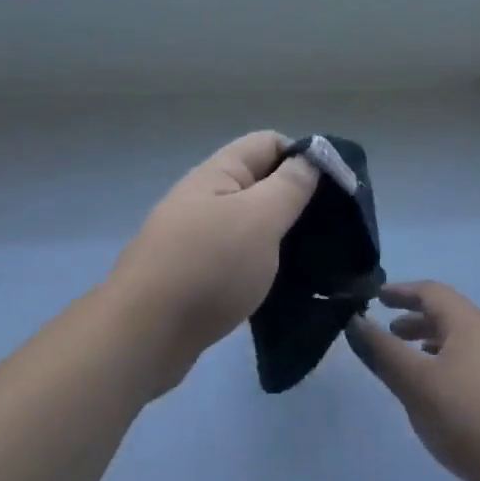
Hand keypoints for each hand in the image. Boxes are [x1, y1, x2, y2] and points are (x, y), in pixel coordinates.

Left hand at [108, 131, 317, 391]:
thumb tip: (313, 156)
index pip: (269, 143)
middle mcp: (206, 198)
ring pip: (252, 224)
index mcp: (218, 174)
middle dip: (298, 200)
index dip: (304, 158)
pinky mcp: (198, 275)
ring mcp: (199, 237)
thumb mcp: (259, 219)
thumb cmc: (208, 268)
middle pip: (261, 183)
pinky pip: (240, 257)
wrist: (144, 336)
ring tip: (318, 259)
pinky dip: (264, 265)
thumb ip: (290, 185)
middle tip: (334, 229)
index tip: (335, 190)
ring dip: (283, 237)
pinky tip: (286, 285)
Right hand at [346, 282, 479, 480]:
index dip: (401, 291)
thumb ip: (383, 352)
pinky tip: (445, 395)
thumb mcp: (416, 384)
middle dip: (416, 320)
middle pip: (450, 315)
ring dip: (434, 344)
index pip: (431, 291)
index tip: (377, 296)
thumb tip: (355, 322)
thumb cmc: (470, 418)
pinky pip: (477, 363)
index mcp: (470, 322)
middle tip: (390, 333)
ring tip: (413, 364)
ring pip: (464, 341)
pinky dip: (452, 364)